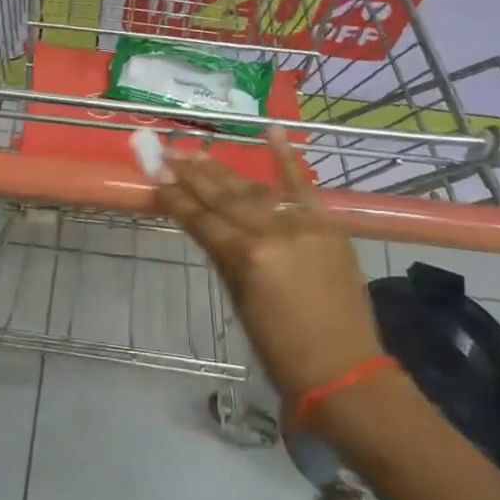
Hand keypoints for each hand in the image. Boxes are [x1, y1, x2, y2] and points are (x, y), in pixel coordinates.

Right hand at [155, 129, 383, 412]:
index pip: (203, 220)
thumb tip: (206, 229)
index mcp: (247, 257)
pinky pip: (305, 186)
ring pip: (256, 190)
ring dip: (225, 170)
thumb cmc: (280, 350)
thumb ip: (224, 259)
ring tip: (197, 151)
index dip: (177, 199)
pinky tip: (271, 129)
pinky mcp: (329, 225)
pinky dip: (287, 158)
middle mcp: (274, 232)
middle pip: (225, 198)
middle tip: (166, 154)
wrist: (344, 369)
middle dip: (193, 175)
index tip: (155, 177)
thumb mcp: (240, 304)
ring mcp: (305, 224)